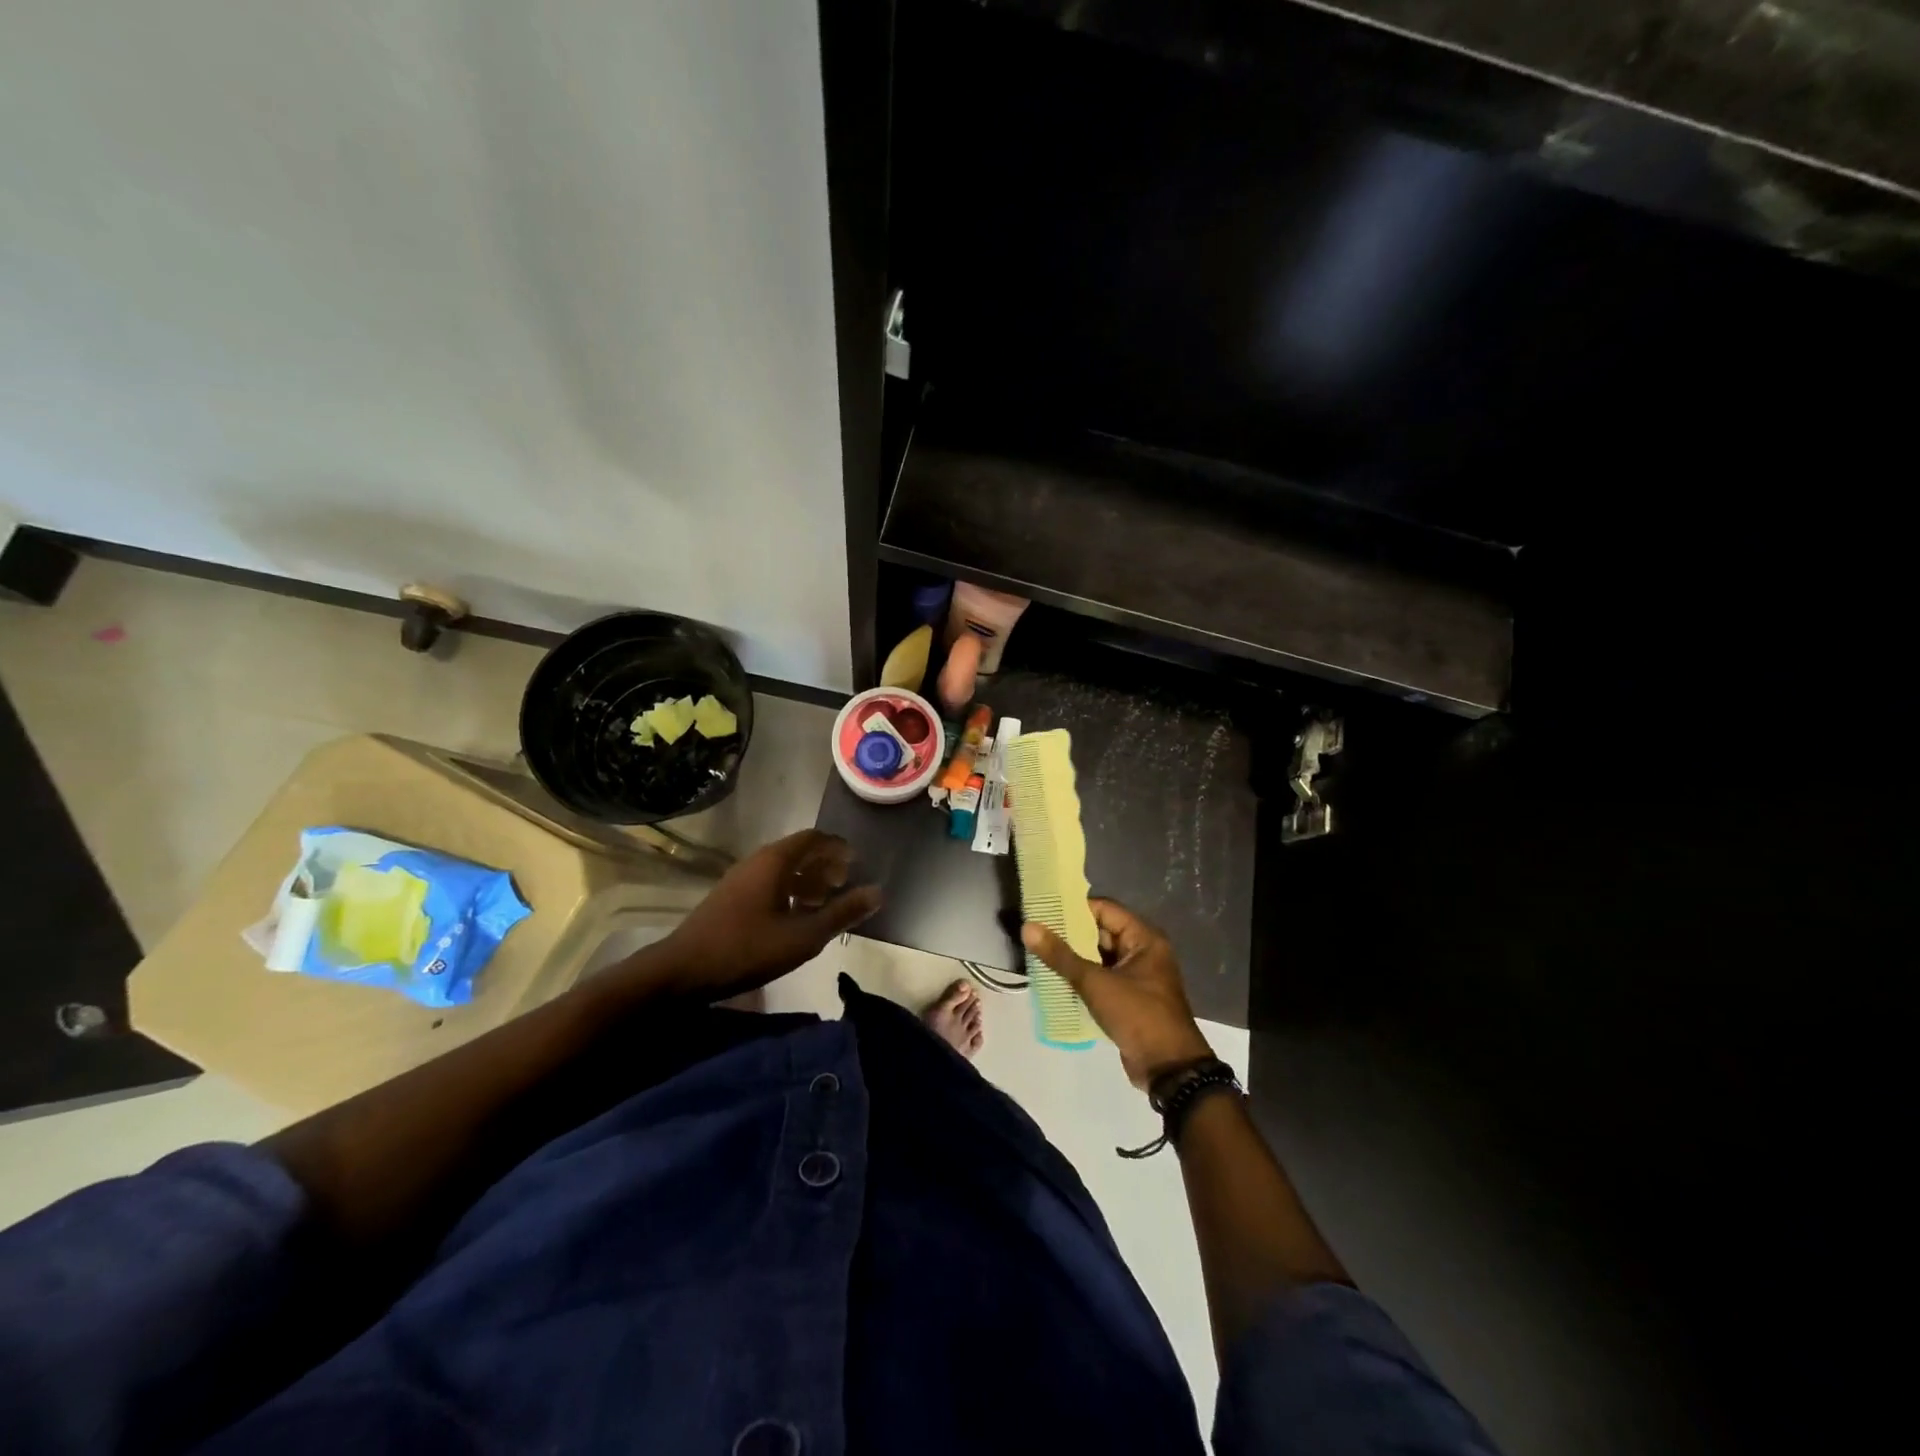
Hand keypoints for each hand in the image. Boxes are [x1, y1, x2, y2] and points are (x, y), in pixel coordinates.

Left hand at [652, 830, 881, 1001]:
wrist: (682, 971)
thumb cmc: (747, 949)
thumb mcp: (803, 936)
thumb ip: (842, 913)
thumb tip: (878, 892)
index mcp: (775, 861)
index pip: (814, 838)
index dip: (838, 847)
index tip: (857, 863)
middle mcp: (758, 861)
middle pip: (799, 851)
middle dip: (825, 865)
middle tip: (845, 885)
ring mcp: (741, 879)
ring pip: (783, 869)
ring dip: (808, 880)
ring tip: (824, 903)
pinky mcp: (731, 897)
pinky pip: (769, 882)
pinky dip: (789, 891)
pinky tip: (795, 918)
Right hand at [1022, 899, 1211, 1089]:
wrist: (1169, 1068)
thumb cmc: (1137, 1014)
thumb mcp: (1096, 983)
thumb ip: (1061, 955)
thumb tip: (1028, 927)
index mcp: (1144, 939)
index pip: (1104, 909)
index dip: (1075, 908)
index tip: (1044, 910)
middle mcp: (1143, 952)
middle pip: (1101, 932)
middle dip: (1069, 934)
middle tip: (1035, 933)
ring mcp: (1137, 976)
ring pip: (1099, 957)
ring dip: (1073, 958)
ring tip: (1038, 954)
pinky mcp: (1129, 999)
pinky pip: (1101, 979)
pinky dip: (1081, 978)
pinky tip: (1053, 980)